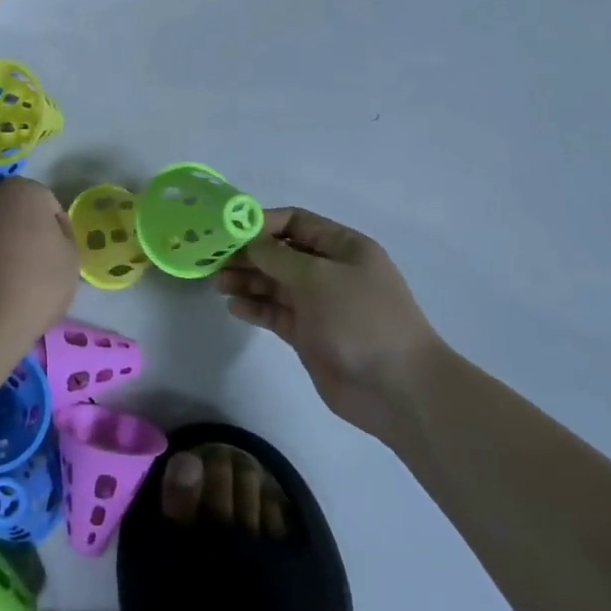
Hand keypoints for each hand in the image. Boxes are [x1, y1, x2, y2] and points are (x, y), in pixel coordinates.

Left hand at [0, 177, 78, 339]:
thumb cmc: (35, 284)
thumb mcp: (71, 259)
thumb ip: (61, 236)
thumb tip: (44, 234)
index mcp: (22, 189)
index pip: (47, 206)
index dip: (55, 232)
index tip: (55, 258)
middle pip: (12, 210)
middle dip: (20, 230)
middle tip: (30, 265)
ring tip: (3, 279)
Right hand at [215, 208, 444, 438]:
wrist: (397, 389)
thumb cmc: (362, 319)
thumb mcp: (318, 278)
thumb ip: (278, 257)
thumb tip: (249, 241)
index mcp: (343, 248)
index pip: (296, 222)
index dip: (261, 222)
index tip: (228, 230)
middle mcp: (329, 271)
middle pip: (280, 253)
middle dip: (248, 254)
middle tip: (213, 259)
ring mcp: (319, 304)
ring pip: (274, 283)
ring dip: (246, 280)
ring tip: (217, 283)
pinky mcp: (309, 334)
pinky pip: (275, 312)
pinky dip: (255, 307)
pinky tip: (233, 307)